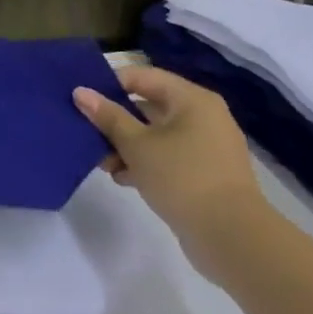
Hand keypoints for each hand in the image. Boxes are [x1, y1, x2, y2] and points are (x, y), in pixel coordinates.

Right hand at [72, 67, 268, 271]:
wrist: (231, 237)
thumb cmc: (181, 177)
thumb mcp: (136, 144)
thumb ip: (107, 116)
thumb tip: (80, 92)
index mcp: (191, 100)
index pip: (142, 77)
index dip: (109, 84)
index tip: (82, 99)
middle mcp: (202, 117)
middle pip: (147, 106)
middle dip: (114, 121)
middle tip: (86, 132)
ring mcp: (205, 147)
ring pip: (154, 134)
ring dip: (125, 145)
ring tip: (102, 163)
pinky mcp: (204, 173)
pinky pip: (166, 157)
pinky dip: (144, 163)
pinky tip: (123, 178)